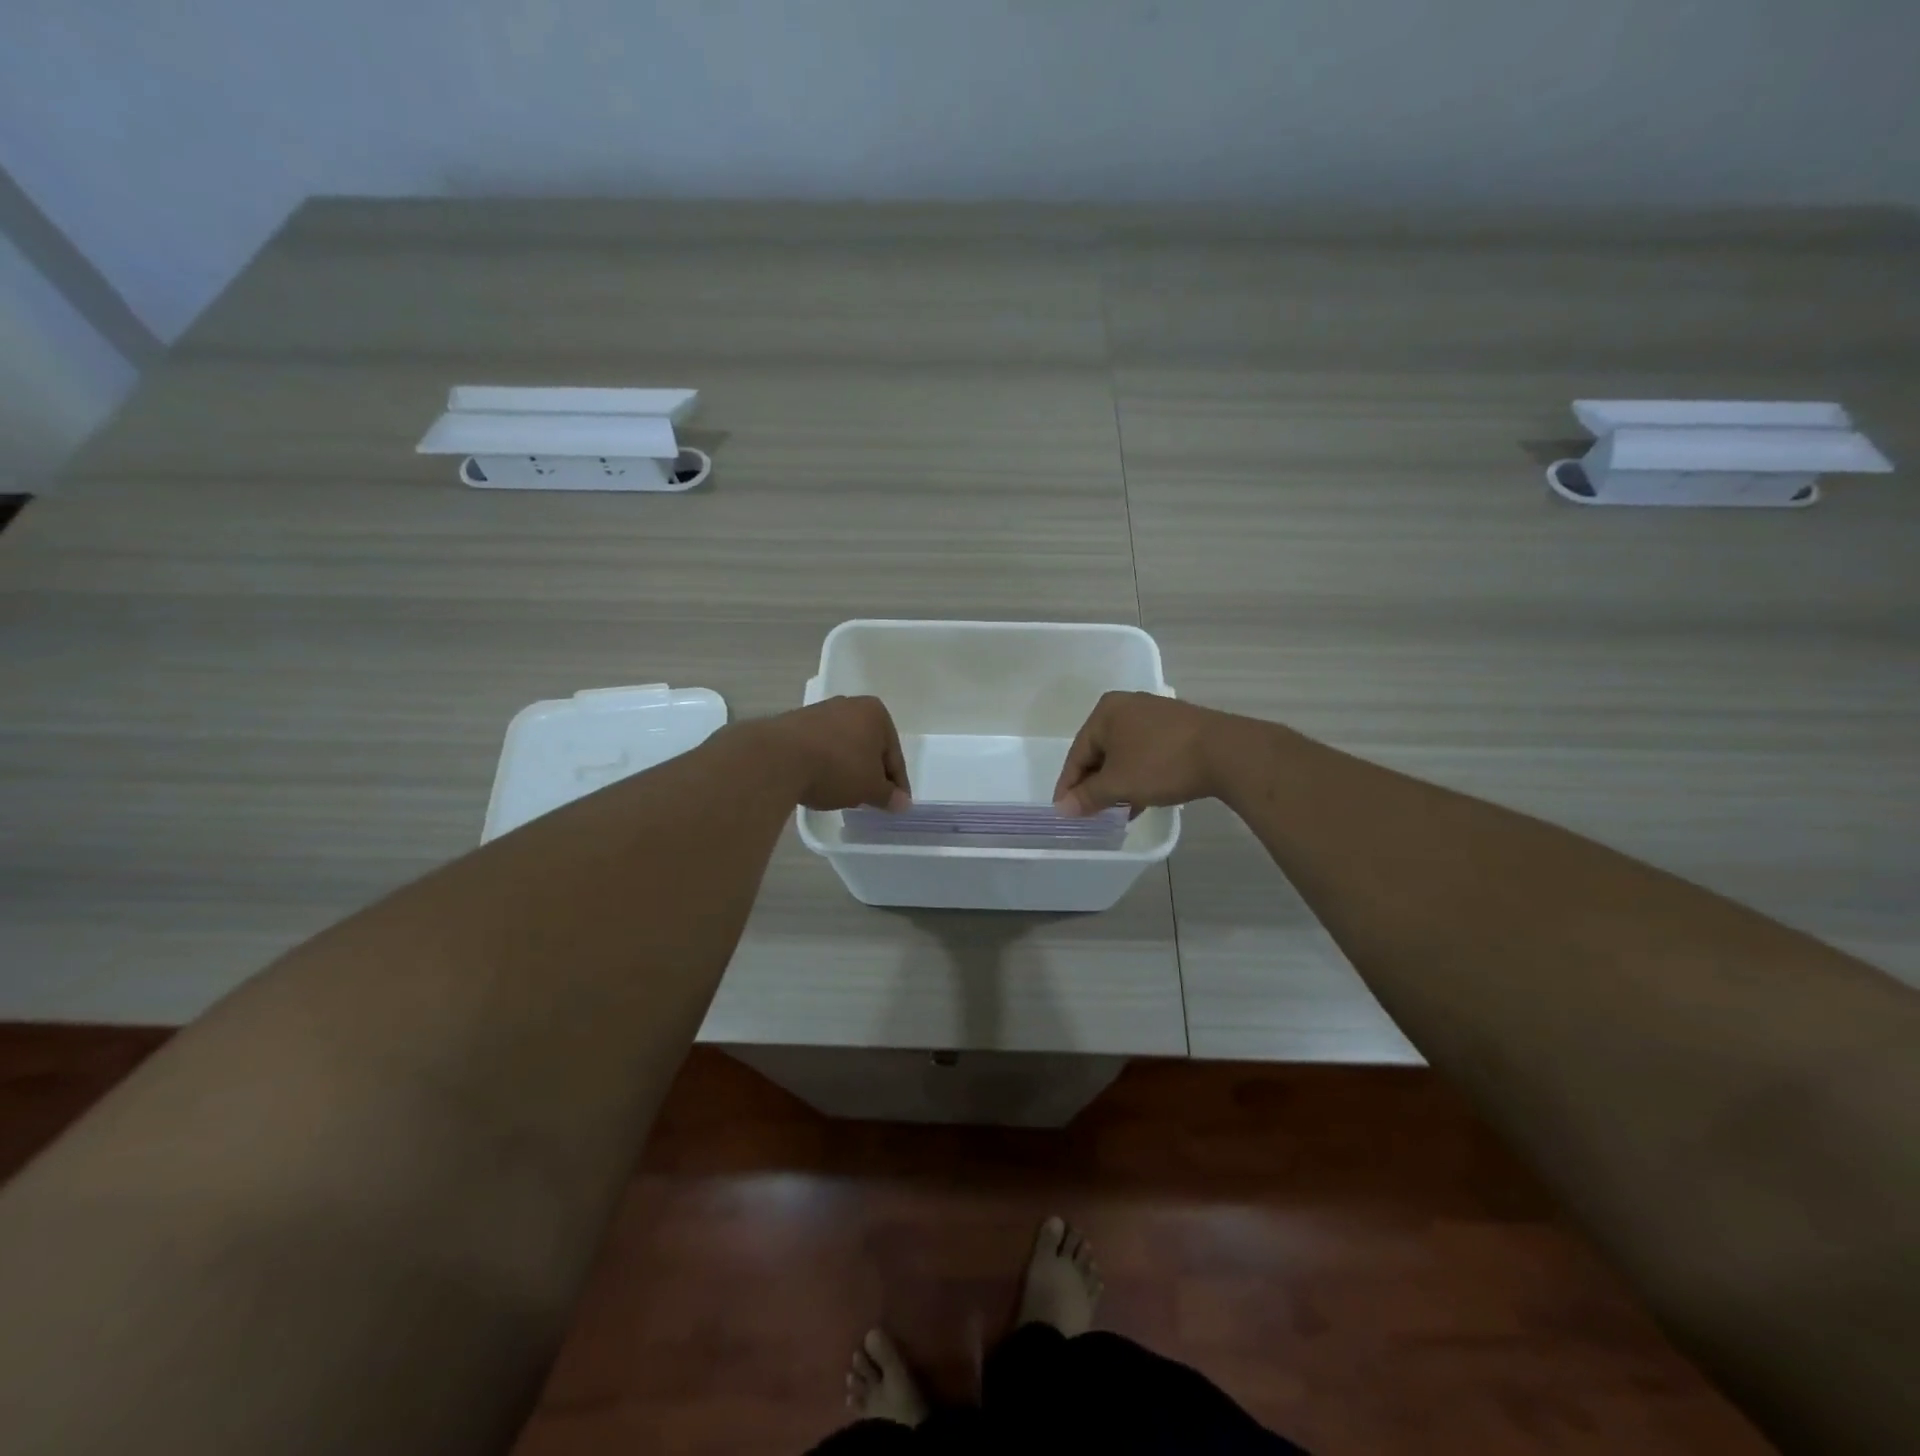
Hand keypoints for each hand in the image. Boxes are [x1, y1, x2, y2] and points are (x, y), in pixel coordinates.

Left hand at [760, 696, 911, 811]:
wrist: (778, 758)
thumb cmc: (837, 767)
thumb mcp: (869, 788)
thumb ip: (888, 795)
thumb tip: (902, 803)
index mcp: (875, 713)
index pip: (894, 754)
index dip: (897, 783)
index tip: (897, 804)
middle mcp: (849, 705)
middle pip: (868, 747)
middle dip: (871, 772)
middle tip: (871, 798)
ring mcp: (820, 712)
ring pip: (844, 746)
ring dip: (847, 768)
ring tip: (843, 793)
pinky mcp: (794, 723)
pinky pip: (820, 747)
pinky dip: (825, 764)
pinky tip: (820, 782)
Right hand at [1052, 692, 1234, 815]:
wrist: (1227, 753)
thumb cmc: (1161, 763)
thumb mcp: (1118, 784)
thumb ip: (1087, 796)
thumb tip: (1062, 808)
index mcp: (1106, 711)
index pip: (1077, 753)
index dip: (1069, 785)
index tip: (1064, 812)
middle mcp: (1127, 706)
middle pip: (1100, 752)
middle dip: (1095, 785)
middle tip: (1090, 813)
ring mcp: (1155, 715)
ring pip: (1124, 754)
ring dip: (1117, 783)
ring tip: (1117, 812)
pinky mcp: (1178, 727)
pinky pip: (1146, 753)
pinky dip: (1138, 775)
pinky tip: (1142, 799)